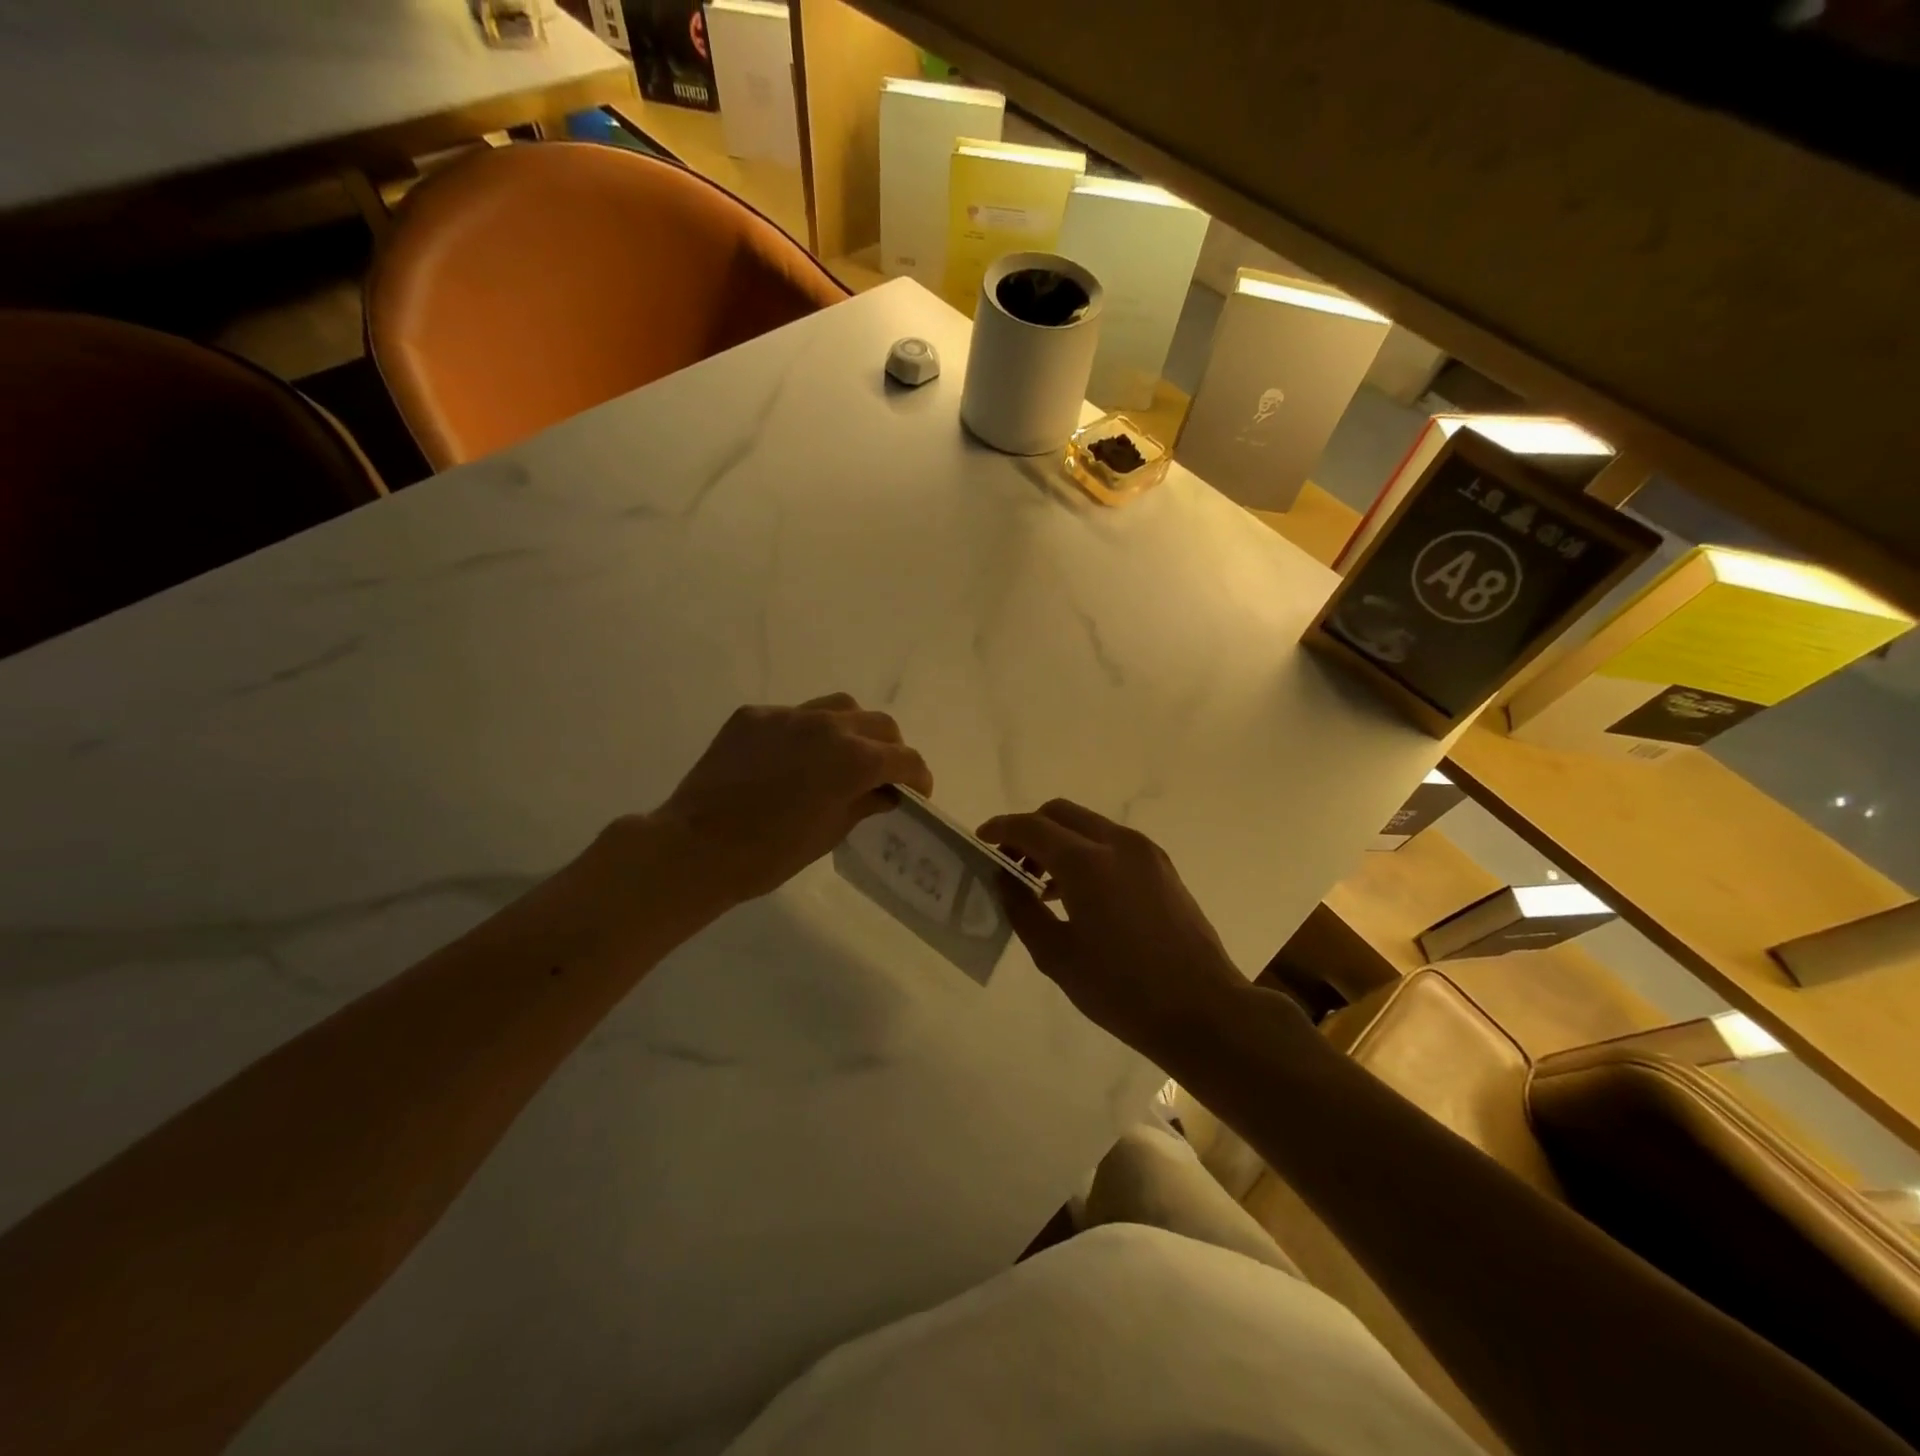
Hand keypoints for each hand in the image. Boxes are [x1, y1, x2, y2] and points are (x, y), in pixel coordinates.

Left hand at [637, 694, 932, 912]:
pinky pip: (795, 715)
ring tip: (842, 754)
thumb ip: (865, 804)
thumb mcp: (830, 833)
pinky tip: (792, 758)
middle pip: (880, 724)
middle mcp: (829, 726)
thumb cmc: (770, 854)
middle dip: (891, 749)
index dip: (918, 777)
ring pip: (840, 707)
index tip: (916, 792)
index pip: (905, 758)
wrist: (696, 847)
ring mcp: (789, 715)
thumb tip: (884, 793)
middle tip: (883, 774)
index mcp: (855, 760)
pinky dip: (807, 732)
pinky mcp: (754, 715)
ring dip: (853, 729)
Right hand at [978, 801, 1248, 1067]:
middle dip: (1029, 829)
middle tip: (1010, 863)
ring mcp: (1146, 852)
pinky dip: (1085, 851)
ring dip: (1058, 841)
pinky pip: (1112, 843)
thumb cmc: (1122, 990)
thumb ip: (1023, 910)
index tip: (981, 840)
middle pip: (1060, 813)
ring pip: (1088, 825)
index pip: (1032, 827)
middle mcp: (1118, 843)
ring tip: (1040, 885)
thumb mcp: (1058, 957)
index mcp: (1087, 863)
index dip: (1001, 829)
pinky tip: (1077, 893)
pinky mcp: (1163, 867)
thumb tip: (1004, 880)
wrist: (1204, 1011)